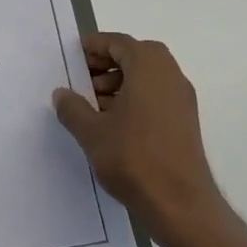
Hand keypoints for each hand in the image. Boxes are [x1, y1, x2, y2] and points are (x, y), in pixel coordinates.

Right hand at [53, 34, 235, 246]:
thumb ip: (73, 108)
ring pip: (149, 76)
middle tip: (82, 78)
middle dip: (108, 62)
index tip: (73, 55)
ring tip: (93, 103)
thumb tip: (62, 94)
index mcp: (149, 68)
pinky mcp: (185, 121)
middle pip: (137, 55)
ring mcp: (182, 99)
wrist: (180, 203)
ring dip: (121, 81)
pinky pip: (157, 95)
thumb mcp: (92, 133)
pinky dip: (135, 97)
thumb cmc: (134, 159)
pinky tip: (113, 122)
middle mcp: (170, 76)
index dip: (95, 45)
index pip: (120, 43)